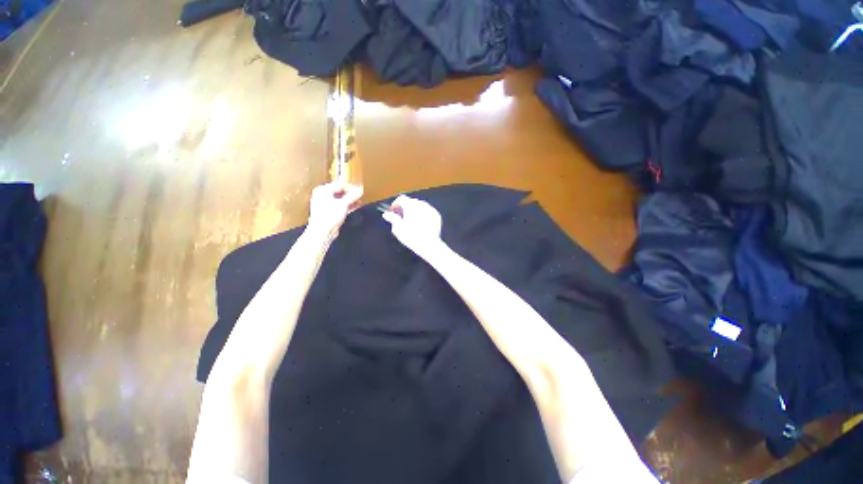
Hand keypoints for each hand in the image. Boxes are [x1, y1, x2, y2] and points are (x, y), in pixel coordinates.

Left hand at [306, 181, 363, 241]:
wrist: (322, 231)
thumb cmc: (329, 216)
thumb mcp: (343, 204)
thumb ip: (353, 196)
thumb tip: (360, 190)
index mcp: (323, 190)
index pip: (339, 185)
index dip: (351, 187)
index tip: (359, 190)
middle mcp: (322, 195)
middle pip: (339, 192)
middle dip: (350, 194)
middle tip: (360, 196)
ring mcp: (325, 204)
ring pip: (340, 199)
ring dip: (350, 200)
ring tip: (359, 201)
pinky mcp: (328, 212)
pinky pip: (339, 206)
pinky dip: (346, 206)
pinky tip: (354, 207)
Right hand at [381, 195, 445, 257]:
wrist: (428, 244)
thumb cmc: (411, 236)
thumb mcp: (398, 228)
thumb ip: (392, 219)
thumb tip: (386, 214)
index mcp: (410, 205)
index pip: (401, 198)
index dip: (396, 204)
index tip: (394, 211)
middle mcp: (421, 204)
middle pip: (411, 201)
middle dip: (406, 207)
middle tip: (402, 217)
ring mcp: (430, 209)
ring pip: (420, 205)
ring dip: (415, 210)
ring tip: (412, 221)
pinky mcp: (436, 215)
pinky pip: (428, 211)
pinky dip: (424, 214)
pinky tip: (422, 223)